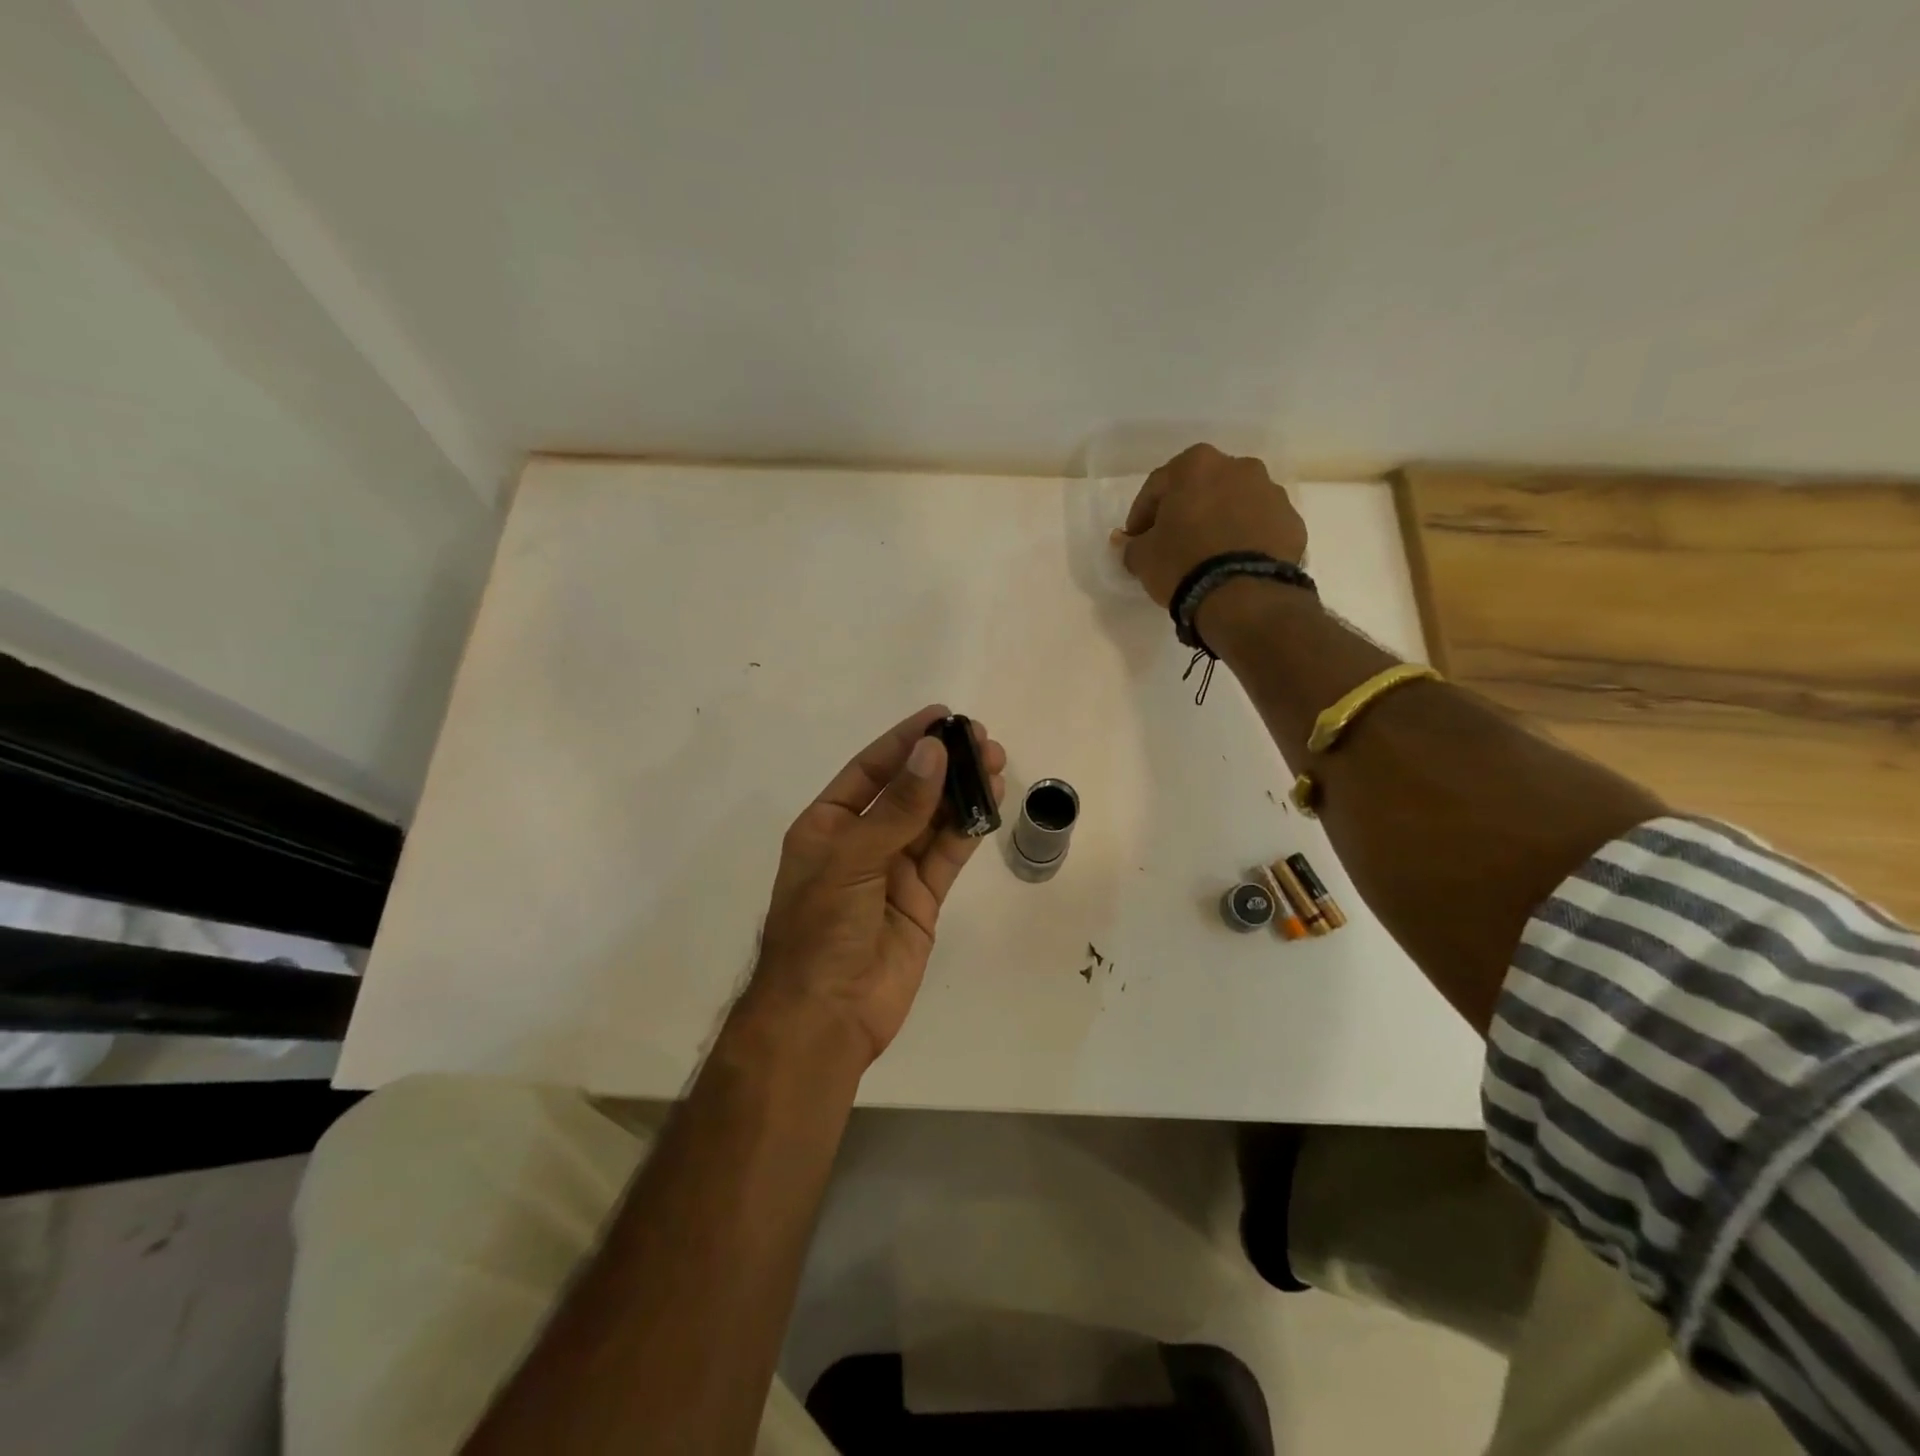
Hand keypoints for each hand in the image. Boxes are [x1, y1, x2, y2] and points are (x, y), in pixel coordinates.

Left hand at [742, 705, 1005, 1068]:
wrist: (827, 1015)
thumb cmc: (821, 929)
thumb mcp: (851, 860)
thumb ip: (898, 809)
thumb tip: (933, 753)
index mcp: (828, 825)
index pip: (870, 770)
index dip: (905, 741)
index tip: (942, 716)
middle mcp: (861, 842)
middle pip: (908, 791)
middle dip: (942, 763)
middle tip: (980, 739)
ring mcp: (894, 871)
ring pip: (933, 819)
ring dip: (961, 791)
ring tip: (994, 761)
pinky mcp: (922, 899)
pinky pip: (948, 854)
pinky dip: (968, 828)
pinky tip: (991, 801)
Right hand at [1113, 444, 1308, 607]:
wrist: (1244, 595)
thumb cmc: (1183, 564)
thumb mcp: (1142, 557)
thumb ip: (1132, 544)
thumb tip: (1127, 542)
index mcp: (1197, 465)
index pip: (1157, 486)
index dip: (1141, 515)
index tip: (1136, 540)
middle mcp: (1239, 467)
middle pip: (1201, 489)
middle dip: (1185, 512)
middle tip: (1172, 543)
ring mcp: (1271, 493)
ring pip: (1235, 504)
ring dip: (1219, 522)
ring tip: (1207, 556)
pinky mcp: (1292, 522)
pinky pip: (1259, 527)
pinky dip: (1245, 539)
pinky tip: (1233, 565)